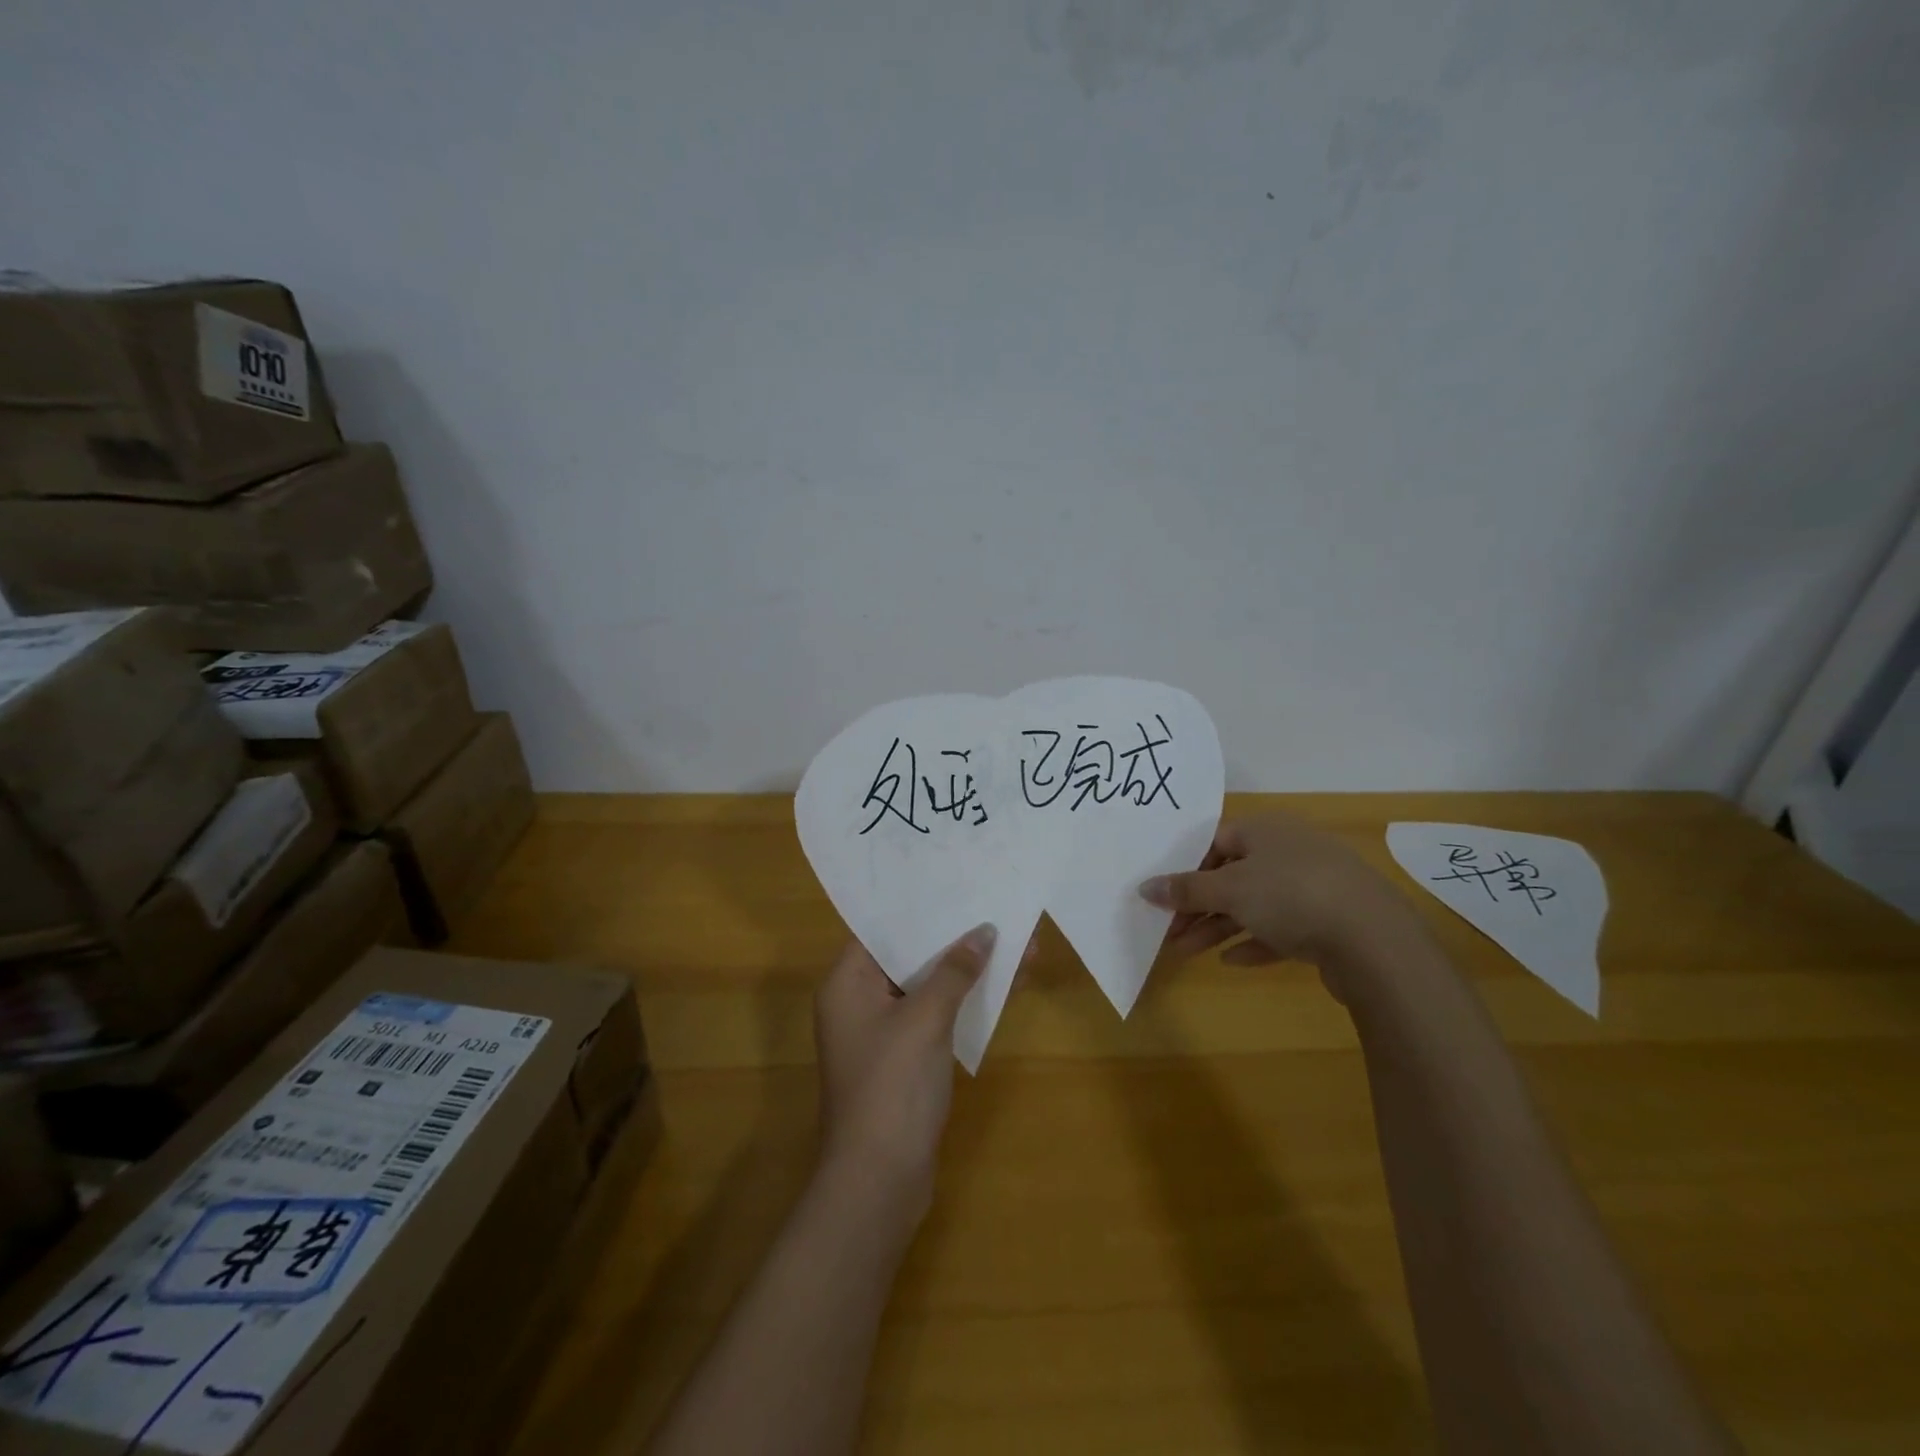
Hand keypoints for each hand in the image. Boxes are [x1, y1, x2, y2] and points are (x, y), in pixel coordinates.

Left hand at [814, 927, 994, 1215]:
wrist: (881, 1182)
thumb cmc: (892, 1086)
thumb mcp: (925, 1019)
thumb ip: (954, 971)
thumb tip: (984, 932)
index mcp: (847, 983)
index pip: (882, 928)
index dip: (920, 906)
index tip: (957, 882)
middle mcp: (860, 1001)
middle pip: (911, 954)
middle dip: (956, 936)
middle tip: (995, 905)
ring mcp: (885, 1031)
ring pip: (930, 985)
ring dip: (969, 968)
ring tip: (1017, 941)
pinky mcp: (907, 1057)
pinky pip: (938, 1014)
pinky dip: (967, 999)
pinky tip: (1006, 983)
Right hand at [1141, 812, 1431, 1003]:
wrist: (1375, 941)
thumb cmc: (1291, 895)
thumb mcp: (1229, 890)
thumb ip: (1186, 890)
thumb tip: (1145, 887)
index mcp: (1266, 830)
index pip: (1215, 841)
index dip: (1186, 868)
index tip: (1164, 896)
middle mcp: (1289, 851)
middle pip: (1232, 875)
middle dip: (1198, 905)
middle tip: (1169, 931)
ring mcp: (1313, 887)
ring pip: (1254, 904)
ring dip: (1219, 927)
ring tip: (1186, 952)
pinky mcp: (1329, 922)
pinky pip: (1282, 929)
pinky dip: (1255, 942)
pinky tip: (1232, 962)